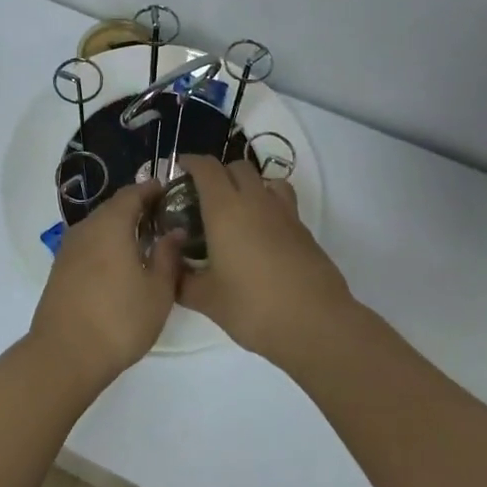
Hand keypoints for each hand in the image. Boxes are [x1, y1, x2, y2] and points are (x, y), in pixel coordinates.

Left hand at [28, 182, 182, 392]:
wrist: (64, 355)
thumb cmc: (119, 320)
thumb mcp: (157, 291)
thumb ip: (168, 256)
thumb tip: (174, 231)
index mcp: (110, 224)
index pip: (132, 194)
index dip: (151, 189)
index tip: (169, 191)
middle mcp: (86, 228)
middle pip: (113, 208)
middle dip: (137, 208)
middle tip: (162, 217)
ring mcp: (68, 248)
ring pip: (99, 226)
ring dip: (120, 227)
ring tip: (145, 241)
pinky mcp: (60, 269)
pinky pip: (88, 244)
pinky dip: (106, 244)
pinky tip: (120, 263)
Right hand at [179, 157, 352, 366]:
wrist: (315, 323)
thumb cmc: (253, 306)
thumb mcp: (207, 299)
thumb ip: (182, 281)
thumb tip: (170, 270)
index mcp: (225, 209)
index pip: (207, 168)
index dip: (191, 162)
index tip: (179, 168)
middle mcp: (255, 201)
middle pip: (237, 167)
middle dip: (219, 173)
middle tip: (203, 196)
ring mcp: (284, 213)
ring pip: (265, 180)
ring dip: (248, 185)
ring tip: (237, 210)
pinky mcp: (304, 230)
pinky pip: (282, 203)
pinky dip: (268, 206)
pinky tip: (261, 235)